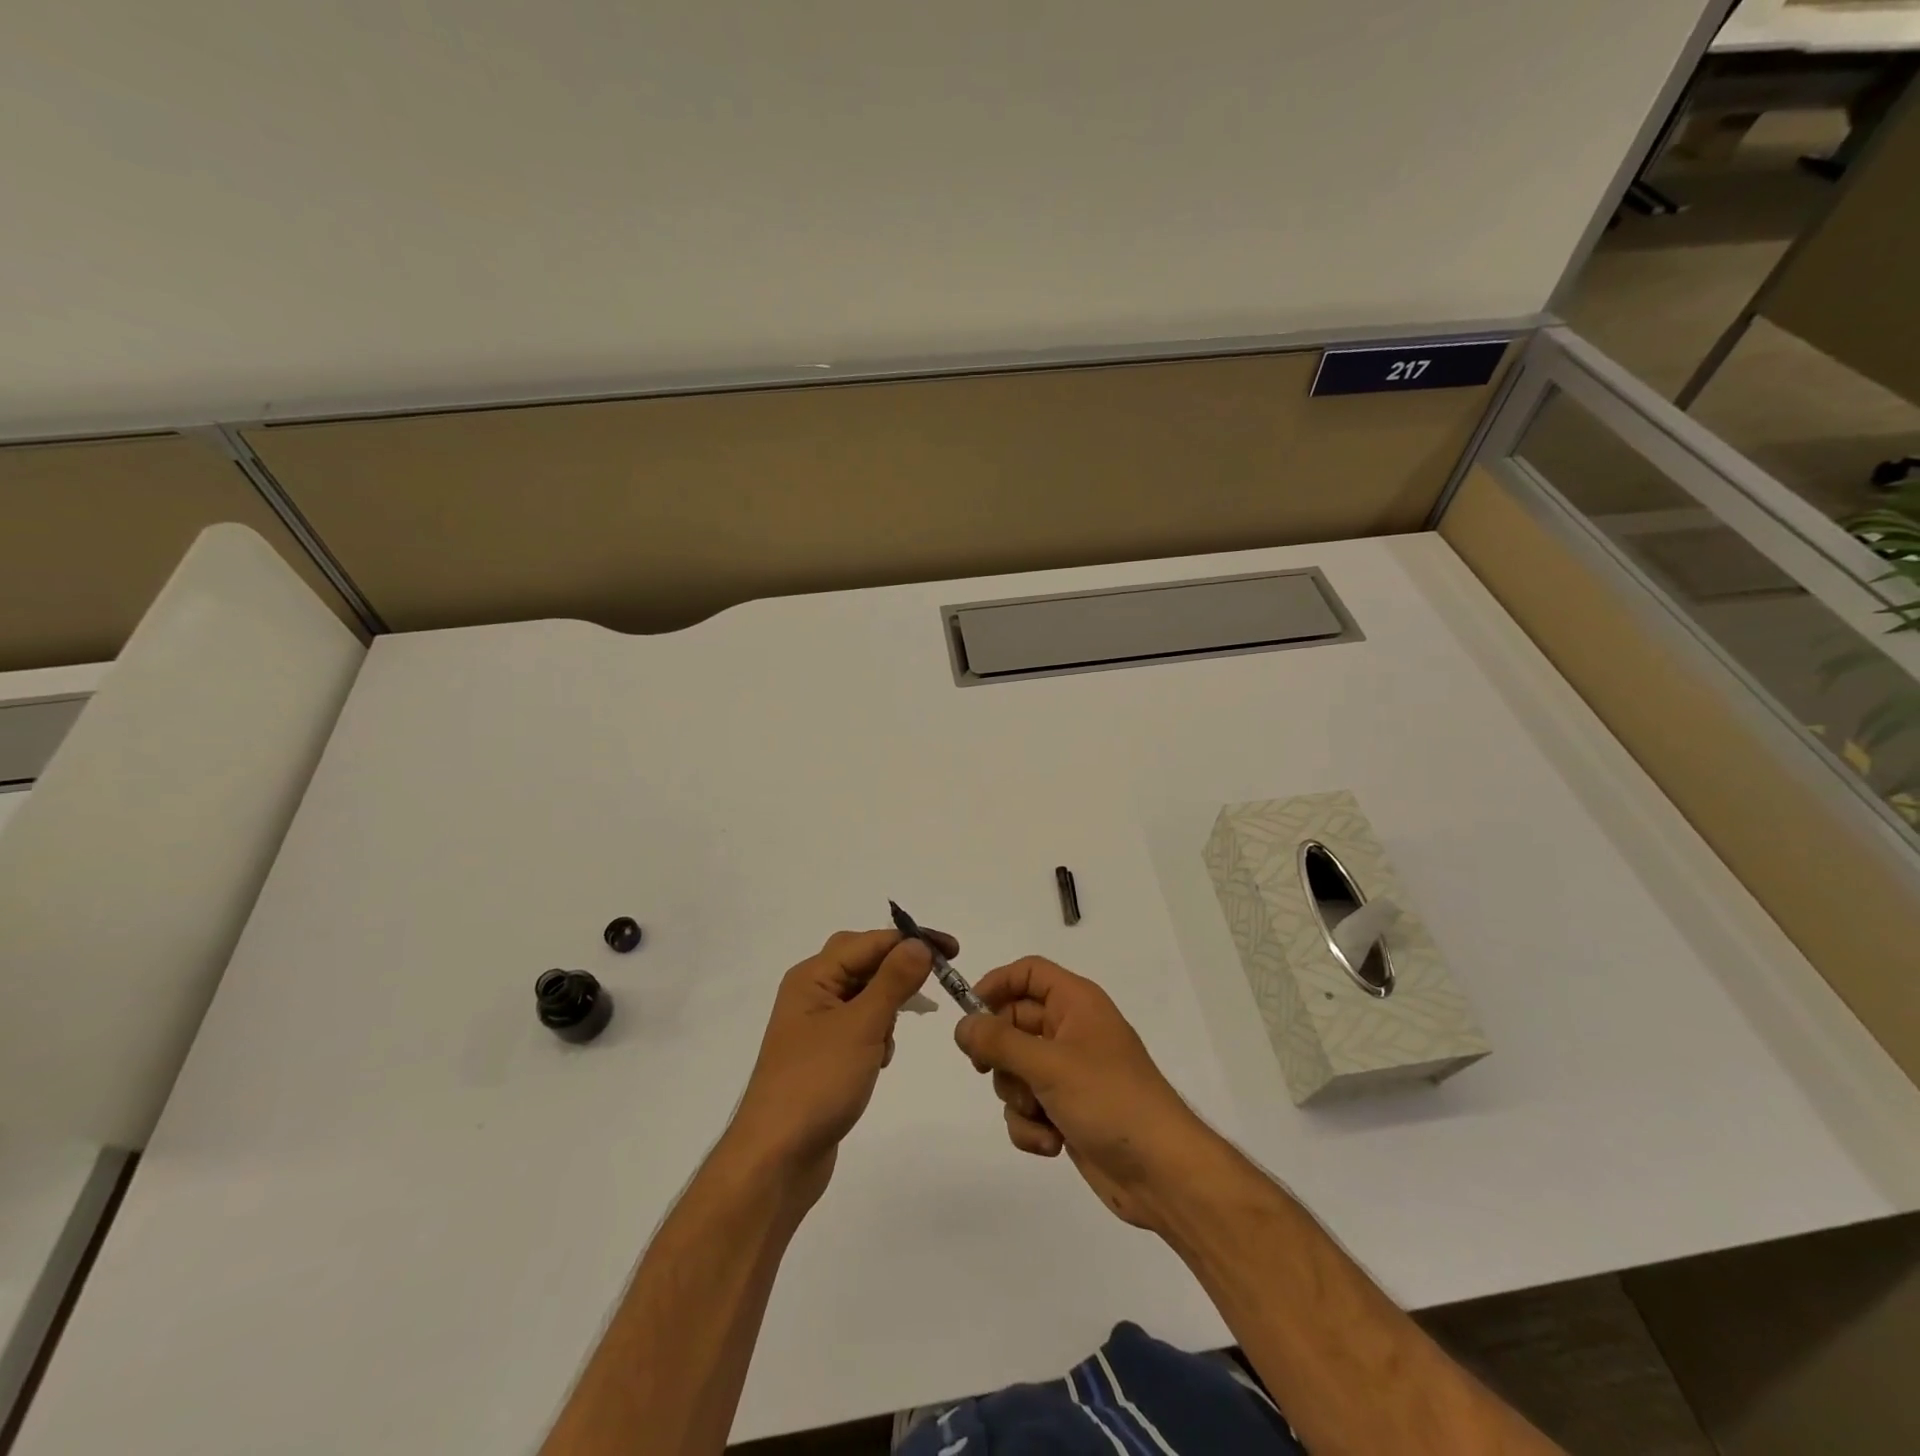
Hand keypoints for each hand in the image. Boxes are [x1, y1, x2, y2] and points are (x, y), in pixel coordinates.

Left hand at [727, 928, 949, 1209]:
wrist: (776, 1159)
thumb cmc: (818, 1083)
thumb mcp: (862, 1025)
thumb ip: (893, 980)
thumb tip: (918, 944)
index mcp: (812, 976)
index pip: (870, 941)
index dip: (912, 941)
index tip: (953, 951)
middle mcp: (810, 993)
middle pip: (863, 962)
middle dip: (898, 971)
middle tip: (933, 984)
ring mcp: (815, 1026)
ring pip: (864, 994)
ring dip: (887, 1006)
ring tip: (892, 1036)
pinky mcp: (824, 1056)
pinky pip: (859, 1026)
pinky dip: (877, 1033)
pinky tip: (880, 1059)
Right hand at [953, 957, 1215, 1230]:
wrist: (1162, 1173)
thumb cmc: (1109, 1100)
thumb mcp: (1049, 1065)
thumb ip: (999, 1042)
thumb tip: (961, 1026)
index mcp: (1076, 1002)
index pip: (1028, 973)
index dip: (996, 985)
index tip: (969, 1016)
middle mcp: (1071, 1030)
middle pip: (1013, 1023)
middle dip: (1001, 1054)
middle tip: (990, 1070)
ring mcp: (1068, 1073)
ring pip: (1015, 1070)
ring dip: (1017, 1097)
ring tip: (1040, 1113)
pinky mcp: (1065, 1110)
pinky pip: (1027, 1106)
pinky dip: (1030, 1126)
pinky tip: (1052, 1142)